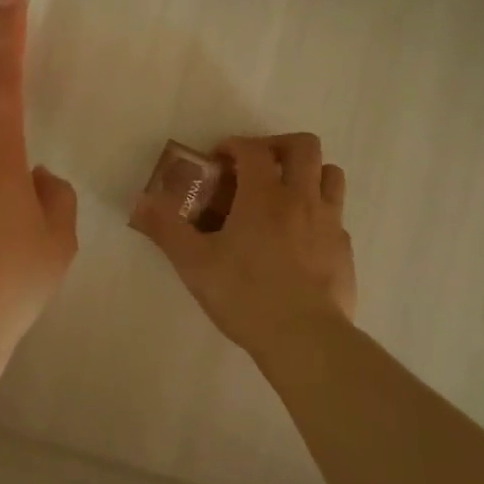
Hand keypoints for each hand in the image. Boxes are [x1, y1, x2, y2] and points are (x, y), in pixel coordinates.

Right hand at [131, 133, 356, 358]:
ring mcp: (330, 224)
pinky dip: (318, 214)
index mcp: (264, 196)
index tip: (218, 160)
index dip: (234, 145)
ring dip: (308, 173)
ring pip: (331, 175)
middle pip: (304, 146)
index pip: (253, 149)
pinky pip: (336, 216)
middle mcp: (302, 199)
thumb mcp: (194, 263)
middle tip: (257, 166)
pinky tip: (299, 239)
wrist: (304, 338)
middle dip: (278, 146)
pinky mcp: (344, 250)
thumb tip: (139, 201)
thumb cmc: (245, 295)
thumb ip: (165, 228)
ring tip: (285, 194)